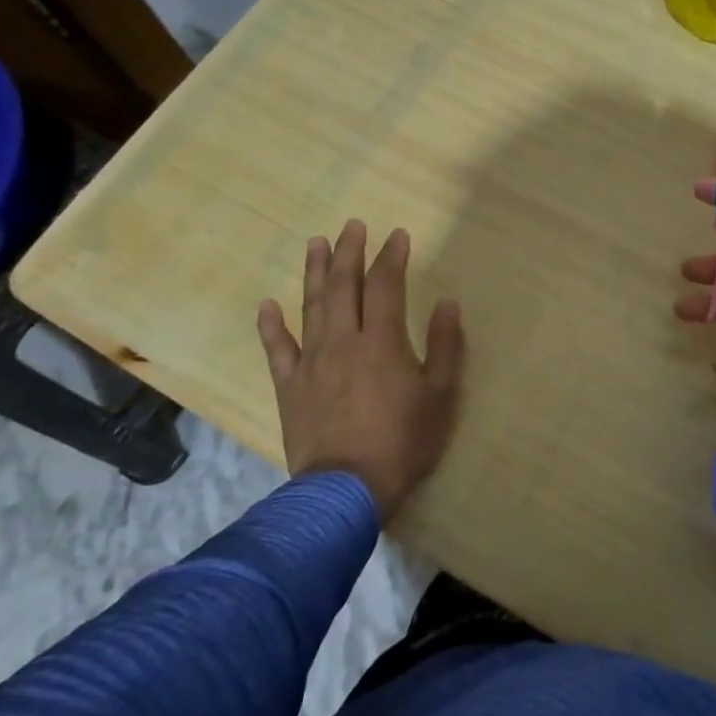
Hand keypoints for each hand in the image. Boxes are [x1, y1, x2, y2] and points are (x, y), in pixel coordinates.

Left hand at [257, 219, 464, 518]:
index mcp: (381, 341)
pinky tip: (268, 305)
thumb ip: (446, 346)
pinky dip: (271, 326)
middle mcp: (343, 341)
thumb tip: (447, 303)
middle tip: (352, 225)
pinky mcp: (289, 387)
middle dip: (350, 252)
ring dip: (315, 272)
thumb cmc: (403, 442)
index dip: (391, 257)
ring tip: (316, 244)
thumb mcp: (441, 396)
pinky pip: (277, 350)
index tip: (397, 234)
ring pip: (311, 307)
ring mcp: (311, 362)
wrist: (346, 489)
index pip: (385, 286)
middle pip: (344, 286)